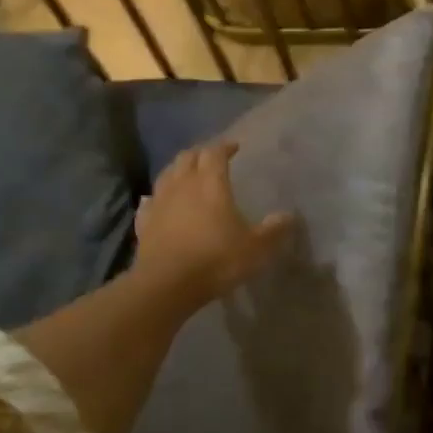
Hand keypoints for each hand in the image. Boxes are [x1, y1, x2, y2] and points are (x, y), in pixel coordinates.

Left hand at [134, 141, 294, 311]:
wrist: (167, 285)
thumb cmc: (216, 260)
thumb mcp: (256, 248)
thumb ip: (273, 230)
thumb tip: (289, 216)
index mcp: (210, 184)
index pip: (215, 153)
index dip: (225, 147)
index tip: (234, 147)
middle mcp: (182, 185)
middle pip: (188, 157)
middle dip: (201, 153)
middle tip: (212, 157)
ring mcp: (159, 203)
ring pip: (166, 175)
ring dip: (178, 170)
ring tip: (188, 175)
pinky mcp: (143, 223)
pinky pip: (150, 202)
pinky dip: (157, 197)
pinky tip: (158, 202)